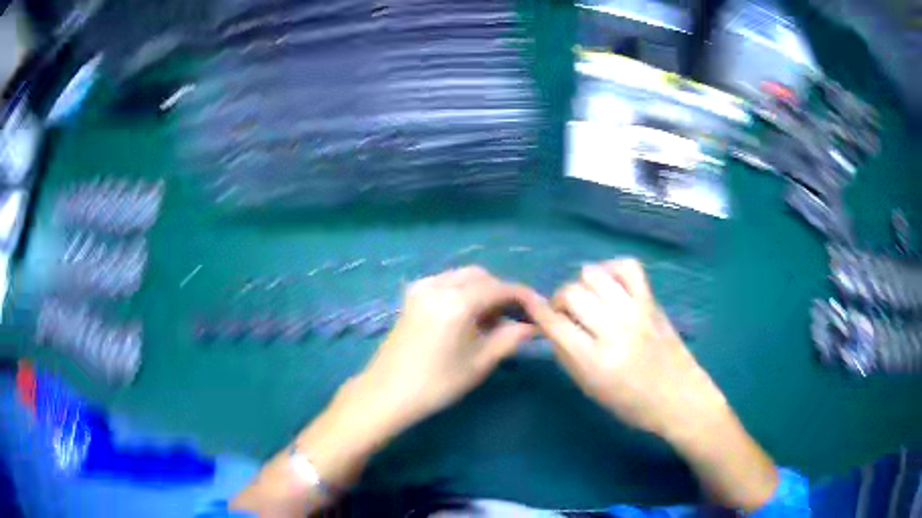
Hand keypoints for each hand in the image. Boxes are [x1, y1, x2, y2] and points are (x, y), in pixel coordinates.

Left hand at [358, 266, 535, 432]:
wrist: (387, 393)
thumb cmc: (436, 384)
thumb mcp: (479, 363)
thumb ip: (509, 338)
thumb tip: (532, 327)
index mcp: (456, 302)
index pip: (500, 288)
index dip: (524, 296)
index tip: (540, 310)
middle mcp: (438, 285)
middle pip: (481, 276)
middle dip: (502, 292)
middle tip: (516, 317)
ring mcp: (421, 288)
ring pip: (462, 277)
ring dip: (483, 291)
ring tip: (493, 320)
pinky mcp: (412, 296)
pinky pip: (446, 283)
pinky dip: (463, 292)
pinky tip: (468, 317)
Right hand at [521, 259, 727, 440]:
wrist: (679, 398)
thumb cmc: (632, 404)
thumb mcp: (590, 390)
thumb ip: (567, 356)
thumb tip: (551, 328)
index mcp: (595, 361)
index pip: (555, 324)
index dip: (538, 312)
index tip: (533, 308)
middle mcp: (614, 330)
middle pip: (572, 293)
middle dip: (560, 301)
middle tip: (567, 314)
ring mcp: (635, 311)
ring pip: (594, 274)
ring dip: (582, 285)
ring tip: (589, 299)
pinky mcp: (651, 301)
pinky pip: (627, 266)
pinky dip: (612, 269)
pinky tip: (610, 285)